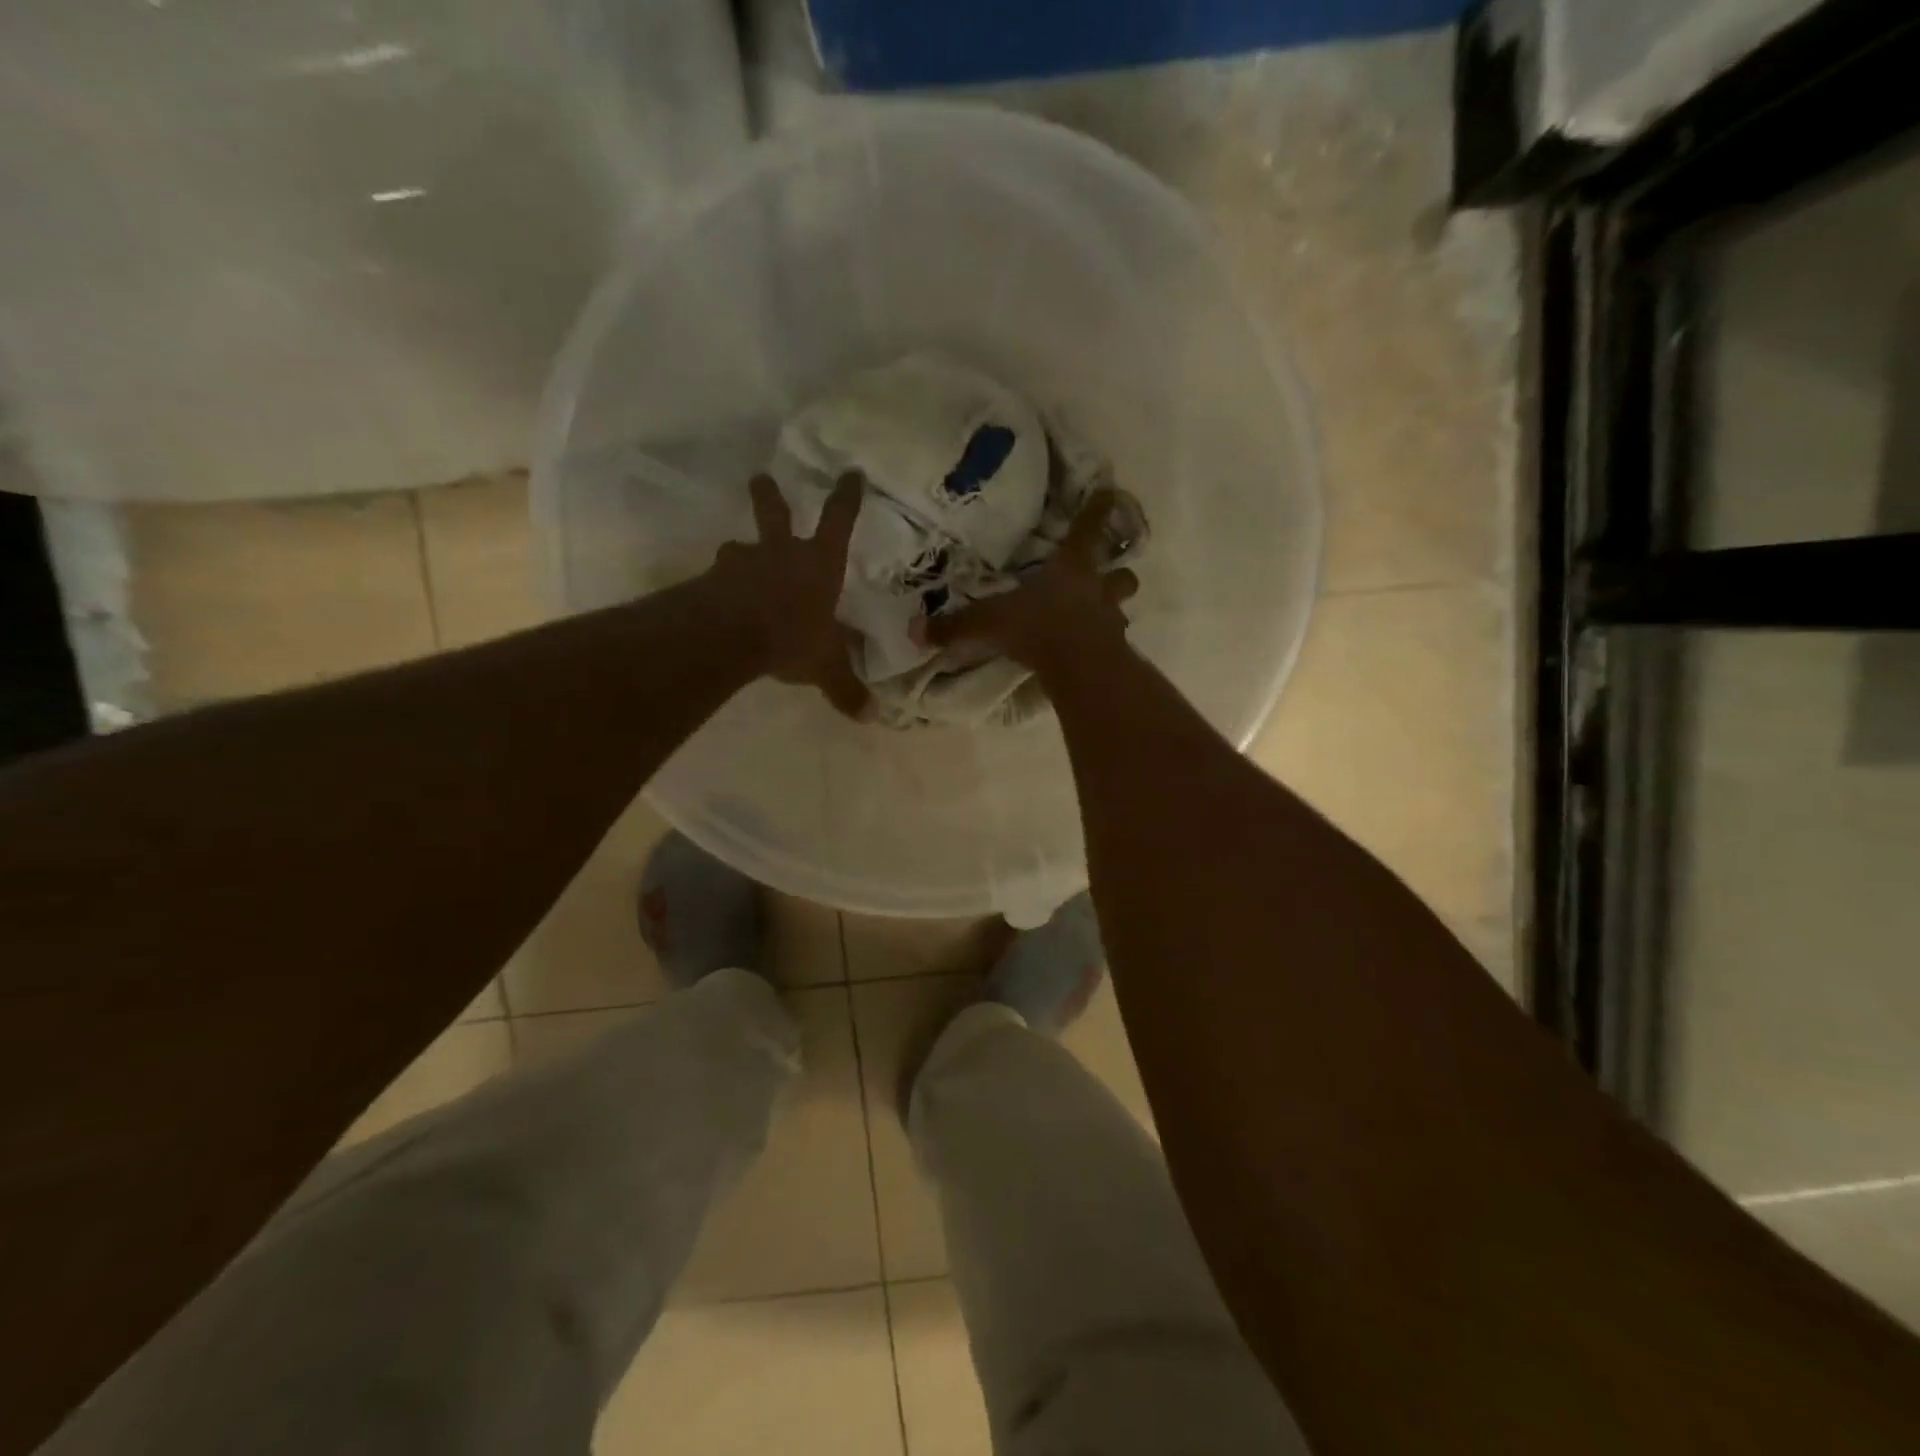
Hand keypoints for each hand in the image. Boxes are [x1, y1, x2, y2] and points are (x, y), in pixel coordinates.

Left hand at [708, 472, 871, 720]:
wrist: (729, 635)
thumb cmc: (791, 637)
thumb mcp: (825, 667)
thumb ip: (845, 689)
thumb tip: (871, 717)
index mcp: (819, 564)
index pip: (839, 520)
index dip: (847, 496)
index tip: (851, 473)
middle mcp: (781, 553)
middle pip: (775, 513)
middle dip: (770, 495)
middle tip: (760, 478)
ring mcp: (743, 563)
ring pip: (740, 547)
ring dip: (741, 550)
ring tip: (737, 555)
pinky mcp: (713, 580)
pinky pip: (718, 578)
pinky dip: (721, 584)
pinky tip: (718, 597)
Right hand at [924, 488, 1138, 676]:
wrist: (1079, 669)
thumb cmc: (1039, 628)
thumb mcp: (990, 623)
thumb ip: (955, 626)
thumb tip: (914, 630)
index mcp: (1071, 568)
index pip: (1088, 529)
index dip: (1098, 510)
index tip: (1110, 493)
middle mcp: (1097, 589)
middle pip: (1120, 573)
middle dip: (1118, 572)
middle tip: (1110, 573)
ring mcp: (1110, 620)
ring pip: (1121, 607)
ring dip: (1114, 608)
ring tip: (1102, 615)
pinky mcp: (1114, 651)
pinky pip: (1113, 641)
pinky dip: (1106, 642)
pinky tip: (1093, 649)